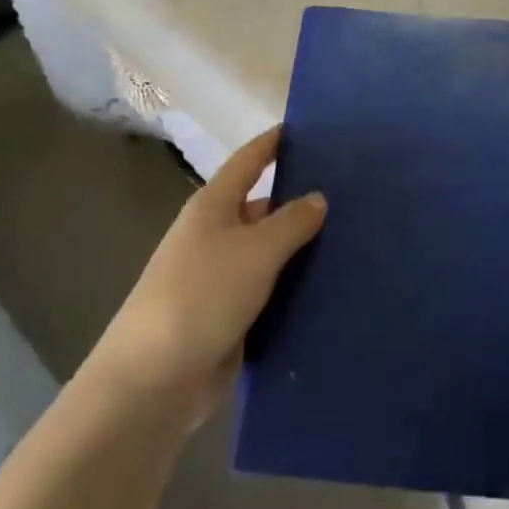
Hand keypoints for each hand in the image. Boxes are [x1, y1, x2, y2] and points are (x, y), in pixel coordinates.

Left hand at [90, 127, 324, 421]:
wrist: (154, 381)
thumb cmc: (203, 295)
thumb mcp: (256, 250)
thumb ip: (292, 221)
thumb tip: (318, 198)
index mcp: (214, 206)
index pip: (249, 160)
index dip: (275, 142)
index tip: (308, 128)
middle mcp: (216, 234)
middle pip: (264, 206)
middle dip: (301, 200)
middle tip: (353, 194)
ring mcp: (221, 277)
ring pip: (270, 252)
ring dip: (303, 248)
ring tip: (354, 238)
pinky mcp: (229, 315)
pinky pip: (269, 290)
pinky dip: (295, 287)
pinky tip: (331, 286)